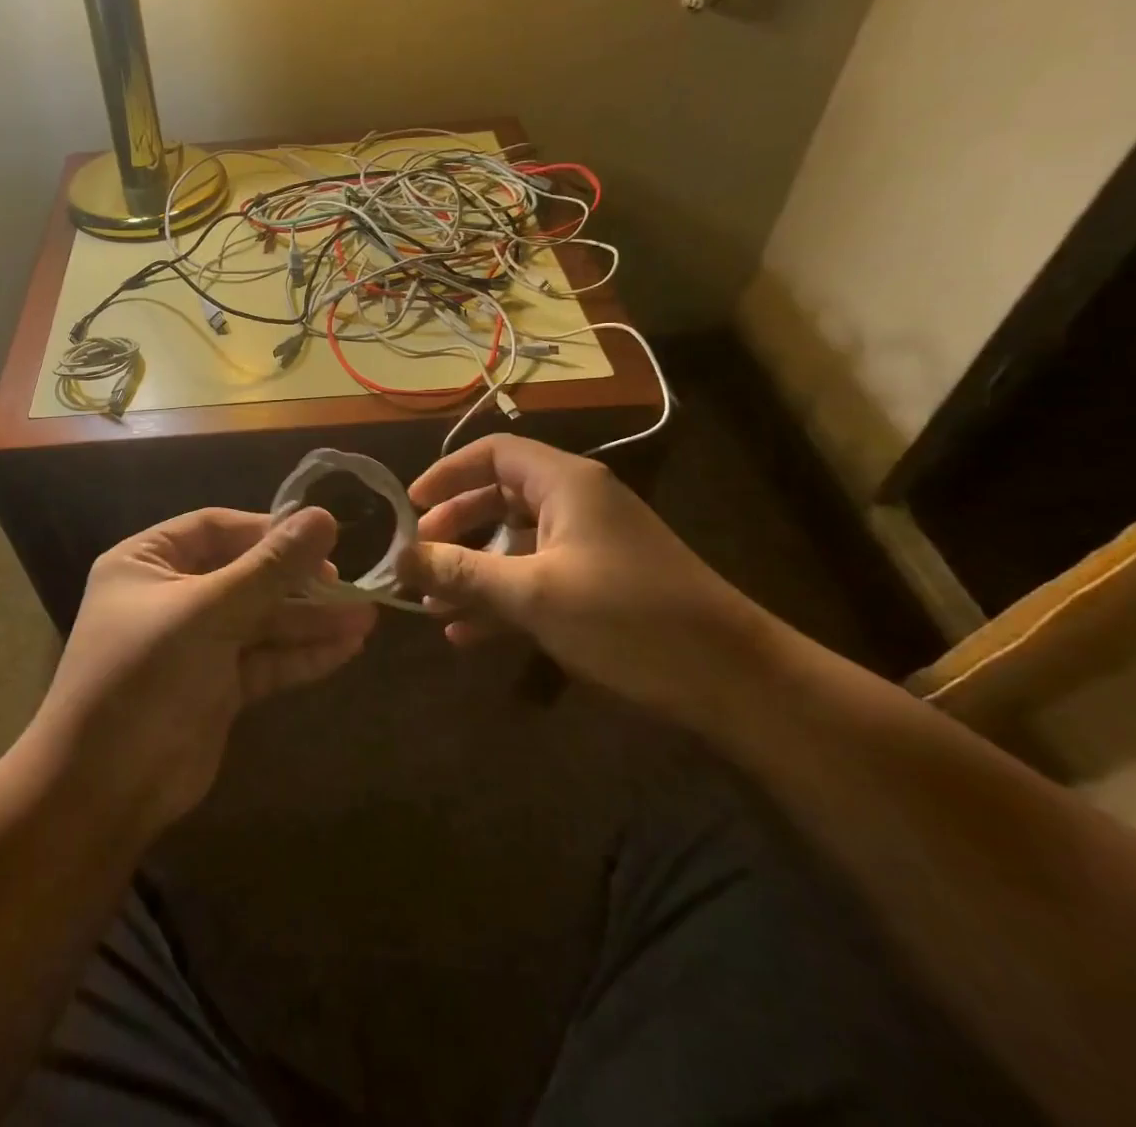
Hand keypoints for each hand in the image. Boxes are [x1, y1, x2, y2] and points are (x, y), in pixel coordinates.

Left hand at [31, 507, 375, 835]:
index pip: (216, 528)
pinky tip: (347, 647)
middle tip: (348, 582)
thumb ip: (269, 568)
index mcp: (148, 562)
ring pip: (260, 621)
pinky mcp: (217, 687)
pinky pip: (264, 659)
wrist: (104, 790)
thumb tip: (324, 516)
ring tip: (366, 617)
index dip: (268, 530)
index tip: (321, 535)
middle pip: (244, 575)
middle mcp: (171, 596)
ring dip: (309, 620)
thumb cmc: (145, 677)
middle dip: (297, 581)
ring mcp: (196, 644)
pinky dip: (301, 654)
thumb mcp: (208, 612)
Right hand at [397, 435, 784, 720]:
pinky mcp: (600, 584)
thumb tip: (401, 558)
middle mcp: (577, 503)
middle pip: (500, 497)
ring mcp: (590, 545)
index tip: (410, 506)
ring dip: (473, 570)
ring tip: (432, 603)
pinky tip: (467, 634)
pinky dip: (502, 598)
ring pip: (515, 543)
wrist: (734, 682)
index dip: (447, 473)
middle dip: (455, 527)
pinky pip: (537, 578)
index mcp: (566, 484)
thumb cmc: (628, 619)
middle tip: (419, 558)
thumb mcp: (533, 594)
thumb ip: (462, 572)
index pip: (494, 454)